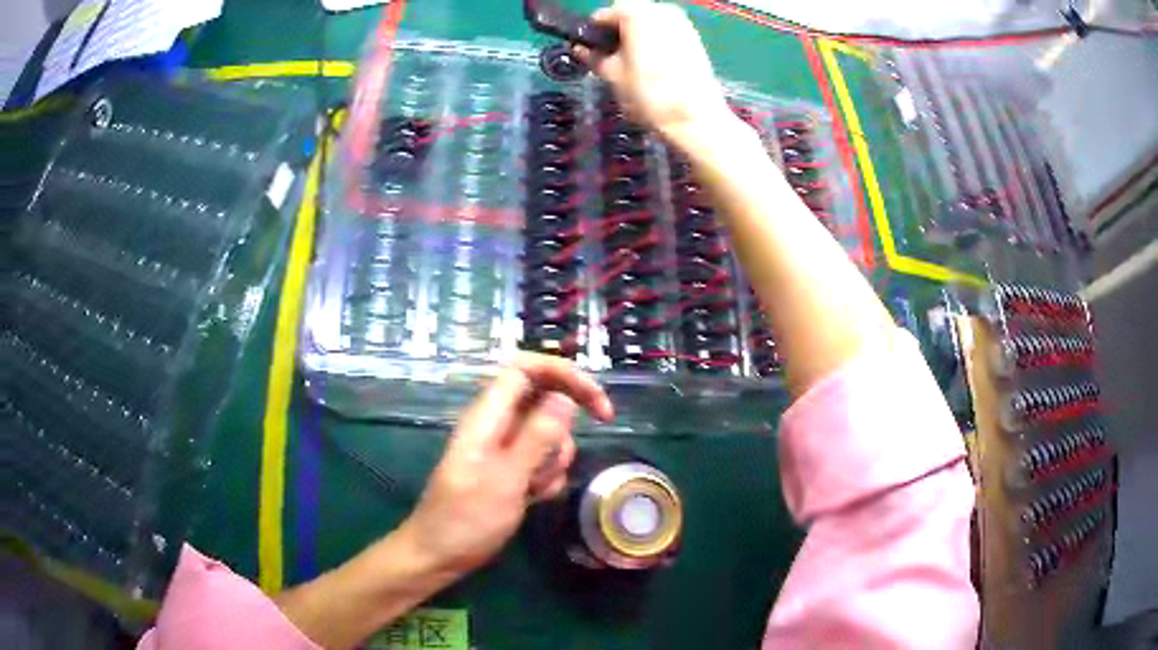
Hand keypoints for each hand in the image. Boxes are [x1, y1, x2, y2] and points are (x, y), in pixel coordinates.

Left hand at [398, 353, 613, 577]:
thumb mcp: (505, 480)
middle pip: (543, 397)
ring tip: (536, 486)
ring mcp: (503, 449)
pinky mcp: (510, 471)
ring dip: (555, 456)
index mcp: (488, 417)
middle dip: (567, 417)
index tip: (596, 399)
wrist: (439, 555)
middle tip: (595, 430)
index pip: (526, 369)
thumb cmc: (465, 520)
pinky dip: (547, 476)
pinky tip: (534, 498)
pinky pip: (541, 460)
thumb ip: (536, 438)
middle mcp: (496, 425)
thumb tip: (565, 398)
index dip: (563, 373)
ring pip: (547, 432)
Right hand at [575, 0, 735, 141]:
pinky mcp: (694, 37)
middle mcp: (660, 10)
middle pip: (630, 13)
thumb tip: (580, 49)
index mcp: (636, 14)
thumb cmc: (649, 95)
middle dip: (618, 31)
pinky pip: (666, 31)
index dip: (595, 31)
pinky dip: (656, 41)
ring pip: (649, 21)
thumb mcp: (613, 76)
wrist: (694, 118)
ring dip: (637, 36)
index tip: (591, 49)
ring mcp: (681, 22)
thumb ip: (594, 57)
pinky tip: (653, 64)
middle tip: (611, 56)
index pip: (605, 14)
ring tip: (632, 62)